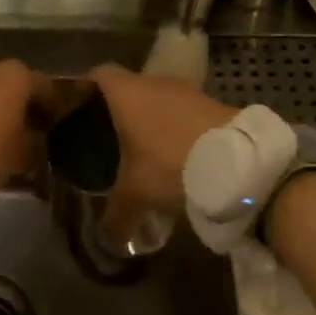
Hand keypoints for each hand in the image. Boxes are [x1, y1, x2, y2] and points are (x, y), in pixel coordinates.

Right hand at [89, 65, 235, 221]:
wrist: (240, 163)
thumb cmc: (170, 165)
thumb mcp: (136, 195)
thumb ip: (115, 215)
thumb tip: (103, 240)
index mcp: (127, 93)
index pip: (97, 74)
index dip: (85, 88)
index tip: (76, 109)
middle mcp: (155, 83)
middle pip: (129, 88)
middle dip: (118, 110)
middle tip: (106, 138)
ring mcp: (187, 91)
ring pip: (159, 100)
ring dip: (151, 119)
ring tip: (143, 150)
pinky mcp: (213, 104)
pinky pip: (183, 112)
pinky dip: (176, 127)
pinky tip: (175, 154)